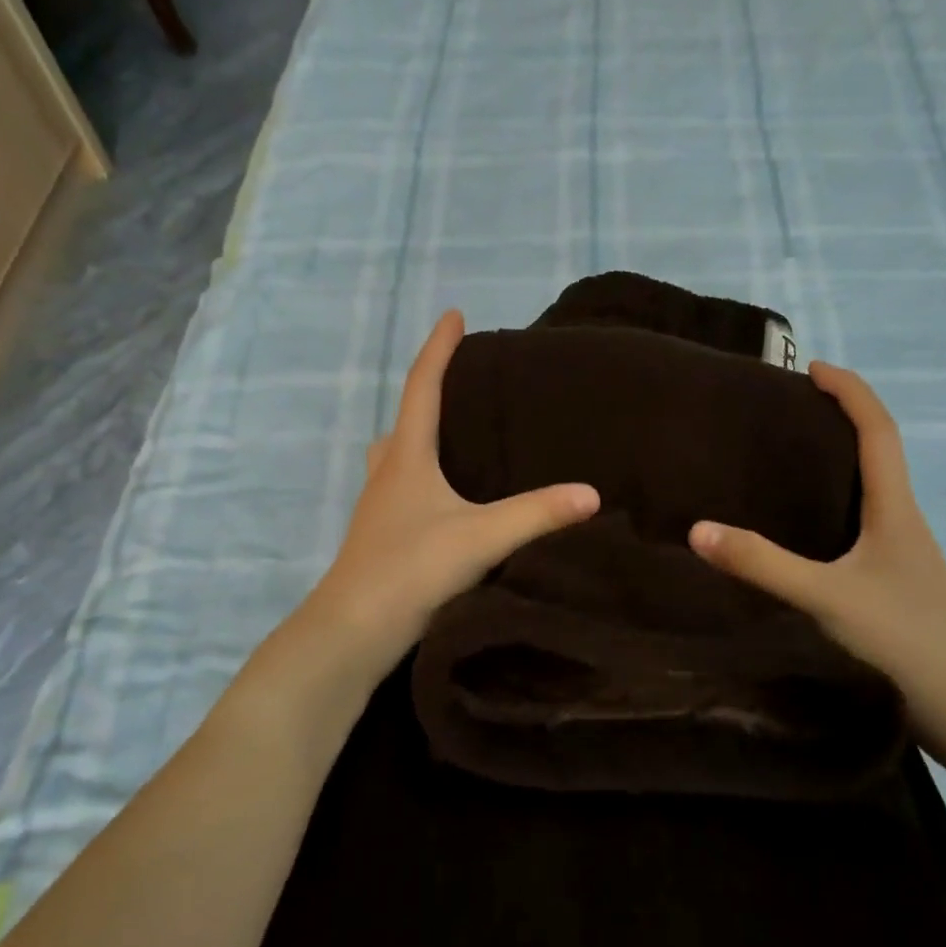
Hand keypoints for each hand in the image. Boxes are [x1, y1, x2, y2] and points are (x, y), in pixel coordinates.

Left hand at [309, 310, 599, 675]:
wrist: (353, 631)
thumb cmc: (411, 568)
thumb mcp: (480, 537)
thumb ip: (537, 514)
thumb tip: (592, 494)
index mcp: (407, 457)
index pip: (423, 387)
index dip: (439, 349)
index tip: (455, 315)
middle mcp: (387, 473)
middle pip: (403, 420)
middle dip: (427, 395)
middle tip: (460, 387)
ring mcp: (378, 507)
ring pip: (396, 457)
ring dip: (418, 440)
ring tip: (454, 442)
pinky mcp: (380, 538)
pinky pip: (401, 489)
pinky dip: (421, 478)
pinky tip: (445, 502)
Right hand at [688, 361, 945, 759]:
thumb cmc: (905, 638)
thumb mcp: (826, 597)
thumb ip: (763, 565)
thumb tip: (698, 530)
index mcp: (895, 508)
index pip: (878, 430)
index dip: (850, 391)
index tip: (813, 368)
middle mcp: (903, 520)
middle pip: (877, 451)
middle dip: (840, 418)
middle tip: (789, 411)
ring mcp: (902, 552)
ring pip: (871, 488)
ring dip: (838, 460)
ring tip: (787, 458)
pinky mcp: (894, 579)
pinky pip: (862, 521)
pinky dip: (834, 502)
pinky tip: (804, 526)